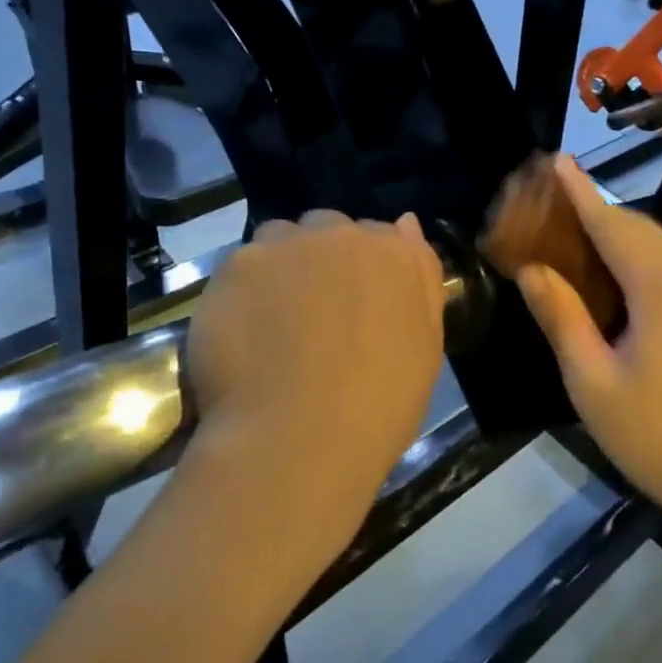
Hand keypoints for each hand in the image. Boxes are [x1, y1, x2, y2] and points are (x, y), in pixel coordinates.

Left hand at [185, 210, 445, 527]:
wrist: (299, 439)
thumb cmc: (378, 407)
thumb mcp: (425, 349)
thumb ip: (419, 281)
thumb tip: (406, 224)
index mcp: (396, 256)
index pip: (383, 237)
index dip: (367, 271)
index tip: (357, 306)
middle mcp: (342, 235)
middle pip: (328, 230)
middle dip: (323, 260)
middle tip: (314, 314)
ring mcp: (285, 246)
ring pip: (281, 240)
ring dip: (282, 266)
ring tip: (273, 322)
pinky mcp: (236, 266)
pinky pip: (242, 267)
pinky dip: (243, 292)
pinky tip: (243, 335)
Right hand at [512, 159, 661, 541]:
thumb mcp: (595, 385)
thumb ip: (563, 319)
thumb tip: (532, 271)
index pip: (612, 222)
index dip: (580, 192)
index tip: (558, 160)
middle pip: (648, 230)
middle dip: (606, 220)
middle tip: (567, 230)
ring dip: (645, 246)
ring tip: (615, 279)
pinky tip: (659, 314)